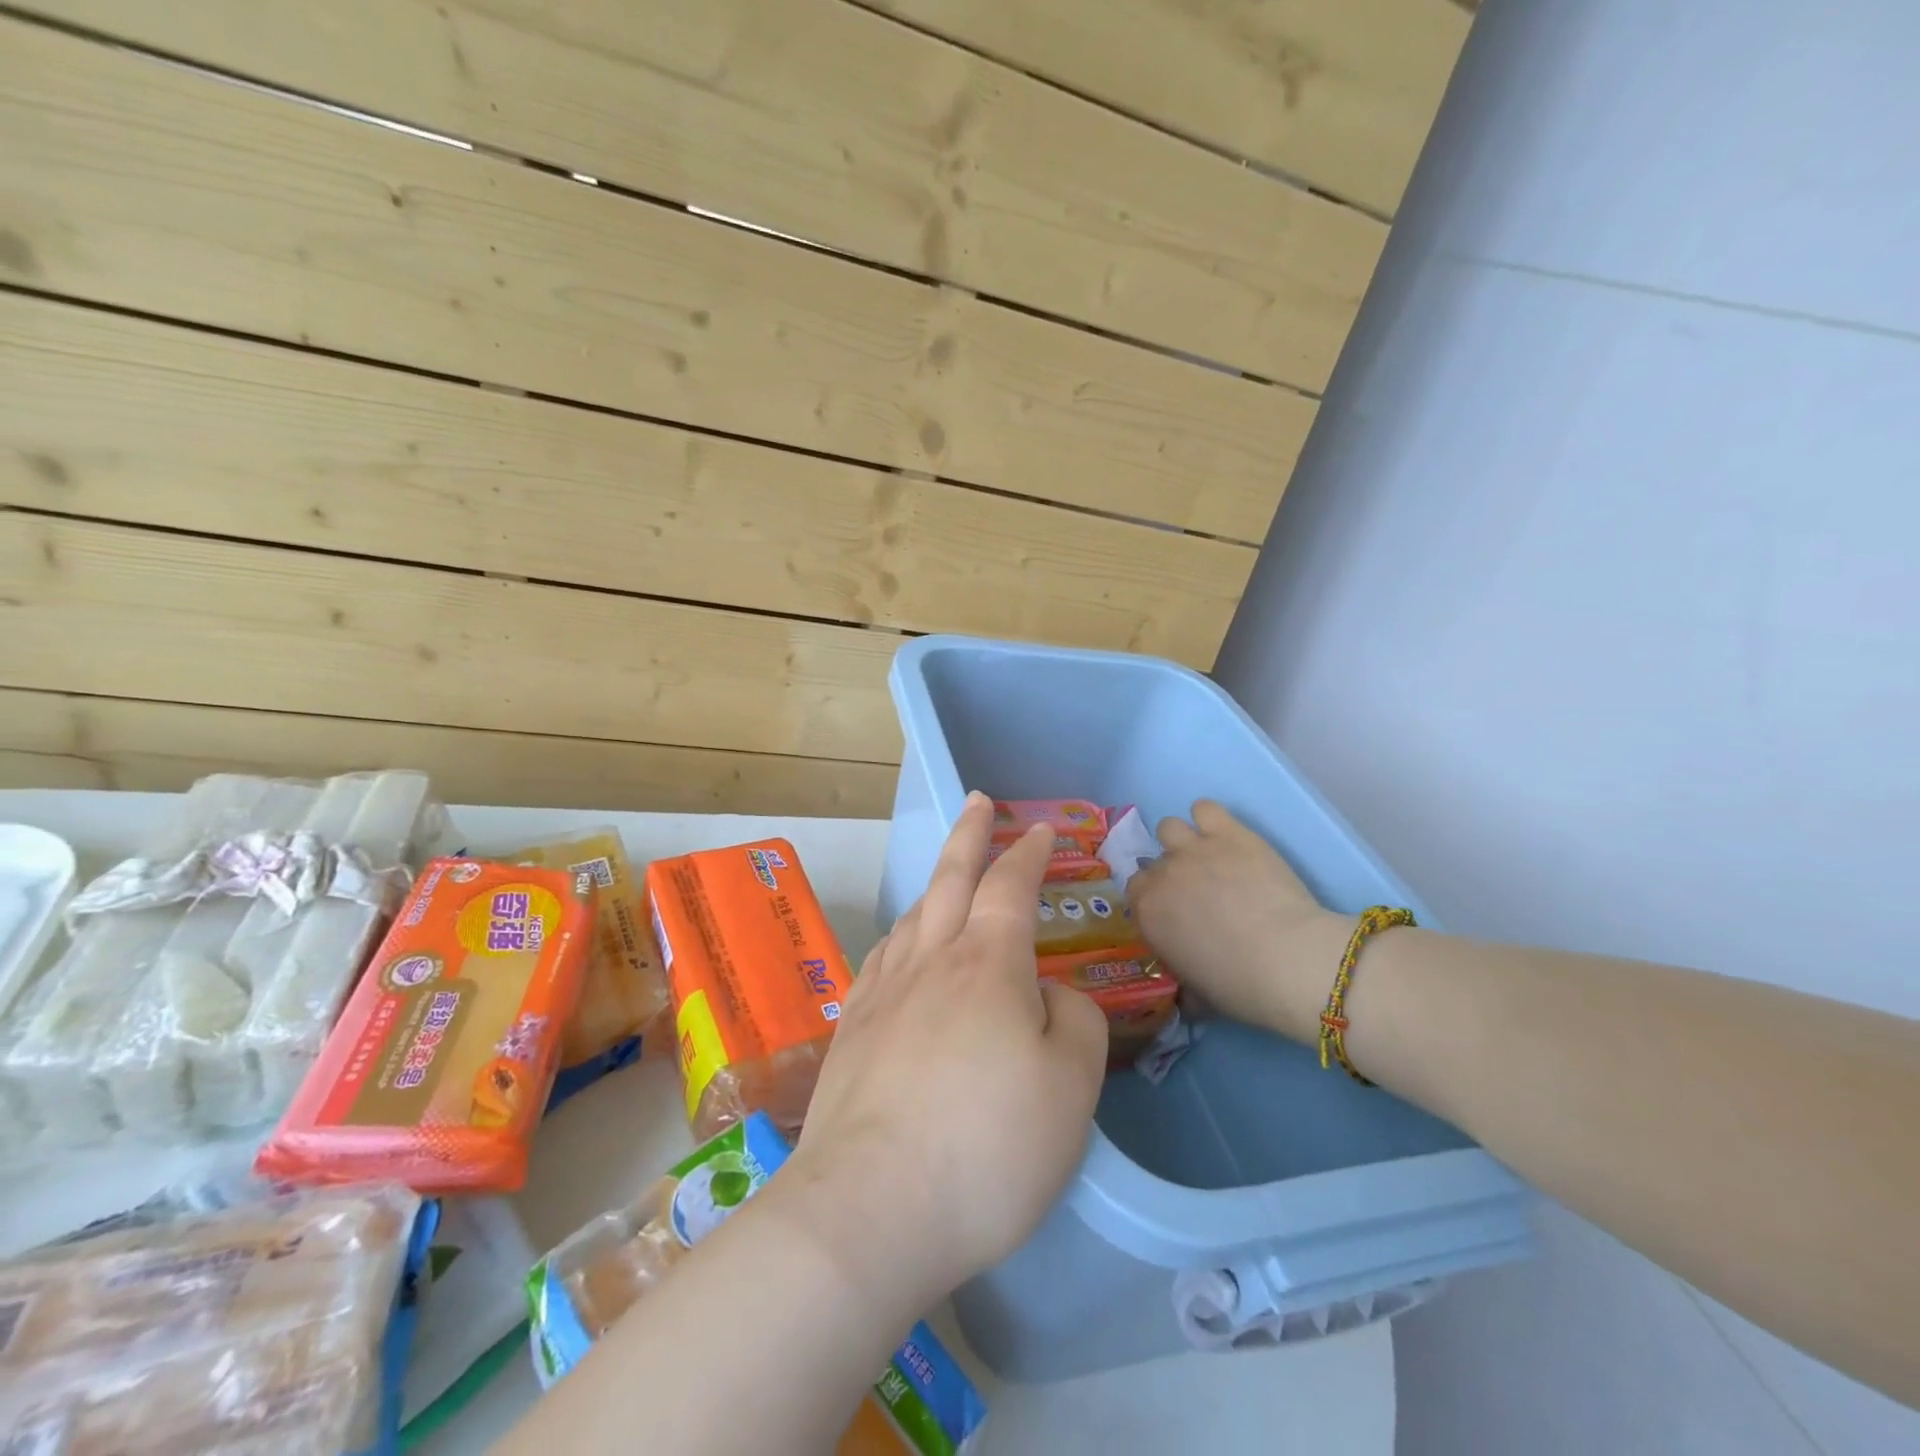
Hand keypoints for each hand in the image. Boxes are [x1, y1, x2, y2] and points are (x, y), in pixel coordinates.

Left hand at [767, 793, 1108, 1320]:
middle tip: (978, 802)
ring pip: (913, 916)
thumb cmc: (988, 1146)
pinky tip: (903, 949)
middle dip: (969, 834)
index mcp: (987, 964)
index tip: (1042, 831)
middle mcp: (931, 961)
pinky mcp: (852, 1030)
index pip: (1010, 887)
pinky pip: (882, 959)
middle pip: (950, 878)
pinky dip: (902, 936)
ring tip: (948, 877)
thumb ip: (1075, 1022)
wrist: (871, 1207)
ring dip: (935, 885)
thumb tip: (1050, 995)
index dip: (1028, 854)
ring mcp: (883, 993)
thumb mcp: (1071, 1086)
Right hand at [1129, 800, 1345, 1043]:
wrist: (1288, 960)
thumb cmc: (1240, 986)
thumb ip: (1183, 979)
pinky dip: (1210, 819)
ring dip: (1183, 840)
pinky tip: (1224, 835)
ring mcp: (1193, 849)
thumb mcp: (1199, 993)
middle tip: (1197, 889)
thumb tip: (1185, 992)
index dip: (1155, 899)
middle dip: (1170, 873)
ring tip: (1207, 856)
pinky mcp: (1228, 832)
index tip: (1174, 910)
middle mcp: (1162, 874)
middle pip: (1153, 861)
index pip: (1136, 892)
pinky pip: (1205, 808)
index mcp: (1147, 913)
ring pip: (1170, 827)